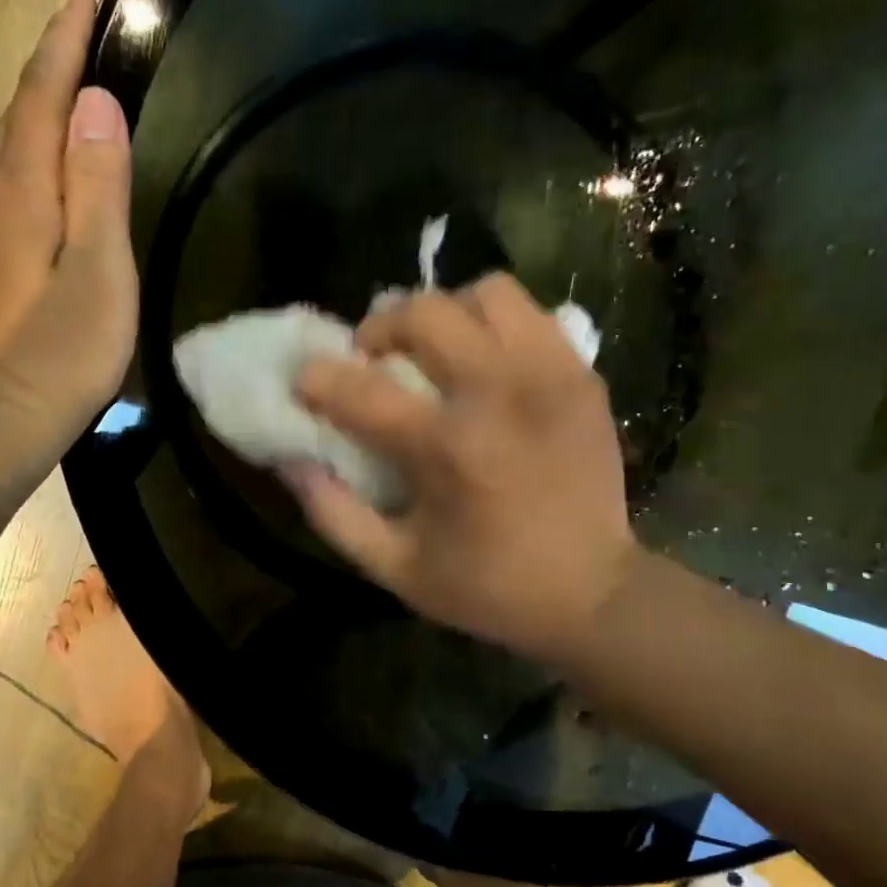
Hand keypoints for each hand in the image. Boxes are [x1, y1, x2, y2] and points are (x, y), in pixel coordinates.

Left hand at [0, 0, 136, 457]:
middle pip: (14, 119)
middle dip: (50, 84)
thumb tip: (96, 104)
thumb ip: (98, 187)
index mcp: (15, 188)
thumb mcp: (100, 272)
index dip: (63, 46)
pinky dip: (20, 171)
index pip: (39, 96)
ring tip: (73, 123)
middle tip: (90, 59)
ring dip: (34, 129)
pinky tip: (41, 190)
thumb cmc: (61, 352)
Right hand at [286, 274, 635, 666]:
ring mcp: (549, 375)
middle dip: (379, 328)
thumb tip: (292, 461)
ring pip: (486, 293)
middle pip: (423, 311)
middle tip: (372, 359)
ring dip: (445, 313)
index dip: (316, 379)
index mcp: (448, 448)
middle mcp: (499, 393)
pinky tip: (485, 363)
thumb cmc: (488, 587)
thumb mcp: (396, 569)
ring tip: (435, 350)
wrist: (594, 594)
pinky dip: (495, 325)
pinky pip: (530, 315)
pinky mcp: (582, 376)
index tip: (305, 385)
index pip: (359, 388)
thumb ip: (334, 513)